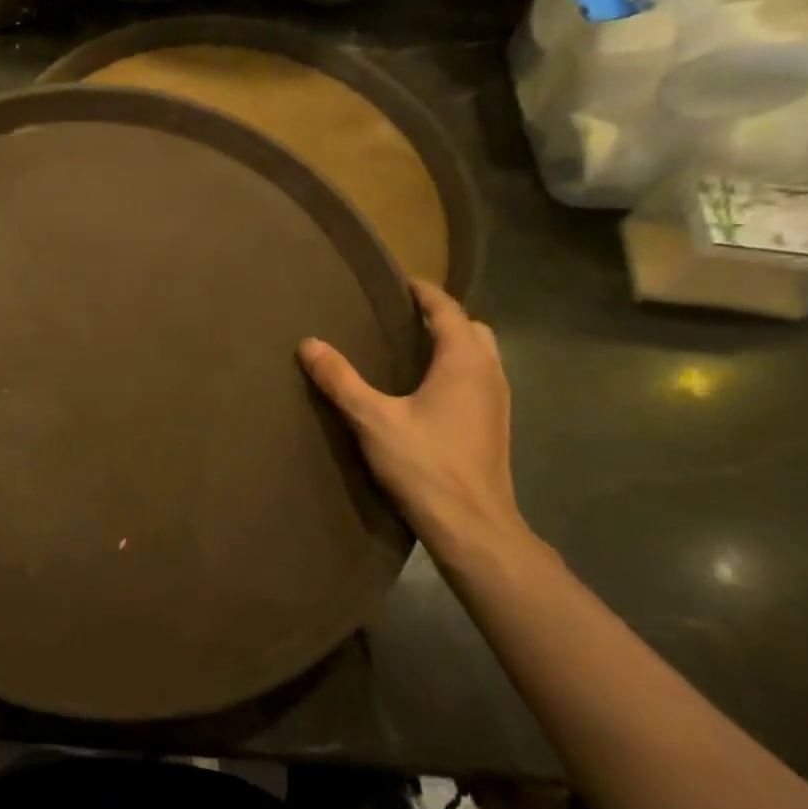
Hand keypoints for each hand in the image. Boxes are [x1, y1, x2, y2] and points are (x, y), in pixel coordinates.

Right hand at [299, 281, 528, 554]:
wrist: (473, 525)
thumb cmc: (425, 464)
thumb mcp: (372, 419)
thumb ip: (340, 379)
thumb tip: (309, 344)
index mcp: (464, 362)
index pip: (448, 310)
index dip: (425, 292)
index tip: (399, 282)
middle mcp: (489, 374)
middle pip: (472, 329)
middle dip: (443, 317)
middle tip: (404, 317)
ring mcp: (498, 402)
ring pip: (480, 356)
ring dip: (453, 344)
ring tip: (411, 350)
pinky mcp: (495, 426)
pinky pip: (479, 380)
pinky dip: (457, 370)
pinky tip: (427, 392)